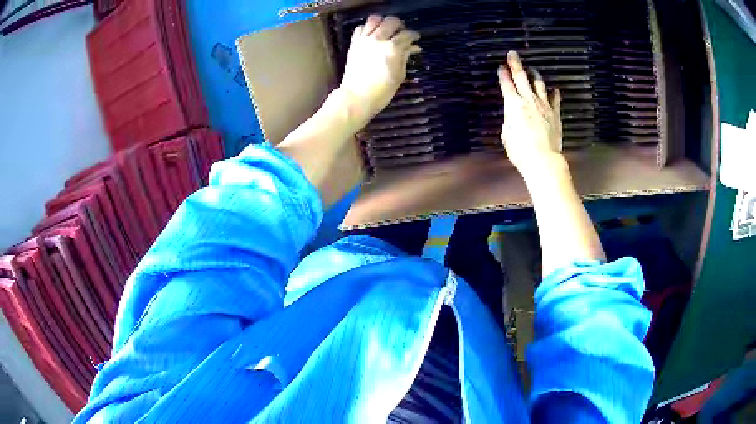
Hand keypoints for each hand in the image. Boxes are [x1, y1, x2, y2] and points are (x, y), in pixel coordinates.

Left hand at [339, 15, 420, 130]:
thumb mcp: (399, 74)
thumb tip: (412, 47)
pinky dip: (367, 28)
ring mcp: (364, 40)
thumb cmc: (382, 91)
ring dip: (382, 22)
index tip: (416, 38)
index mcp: (393, 48)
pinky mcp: (354, 43)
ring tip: (386, 30)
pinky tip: (372, 35)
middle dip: (399, 25)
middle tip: (401, 32)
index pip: (407, 34)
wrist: (357, 97)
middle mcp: (378, 40)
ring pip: (374, 19)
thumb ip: (405, 56)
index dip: (414, 35)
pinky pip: (360, 28)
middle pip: (391, 21)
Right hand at [498, 51, 563, 176]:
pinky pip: (555, 99)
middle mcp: (528, 100)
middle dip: (516, 64)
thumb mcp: (507, 136)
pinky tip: (555, 90)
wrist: (543, 159)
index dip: (502, 74)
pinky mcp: (555, 113)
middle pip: (521, 76)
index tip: (500, 66)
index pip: (506, 84)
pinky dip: (554, 93)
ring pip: (539, 84)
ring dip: (535, 75)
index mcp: (513, 104)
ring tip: (533, 70)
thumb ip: (509, 122)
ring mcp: (543, 105)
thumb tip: (513, 118)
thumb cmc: (521, 151)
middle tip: (513, 54)